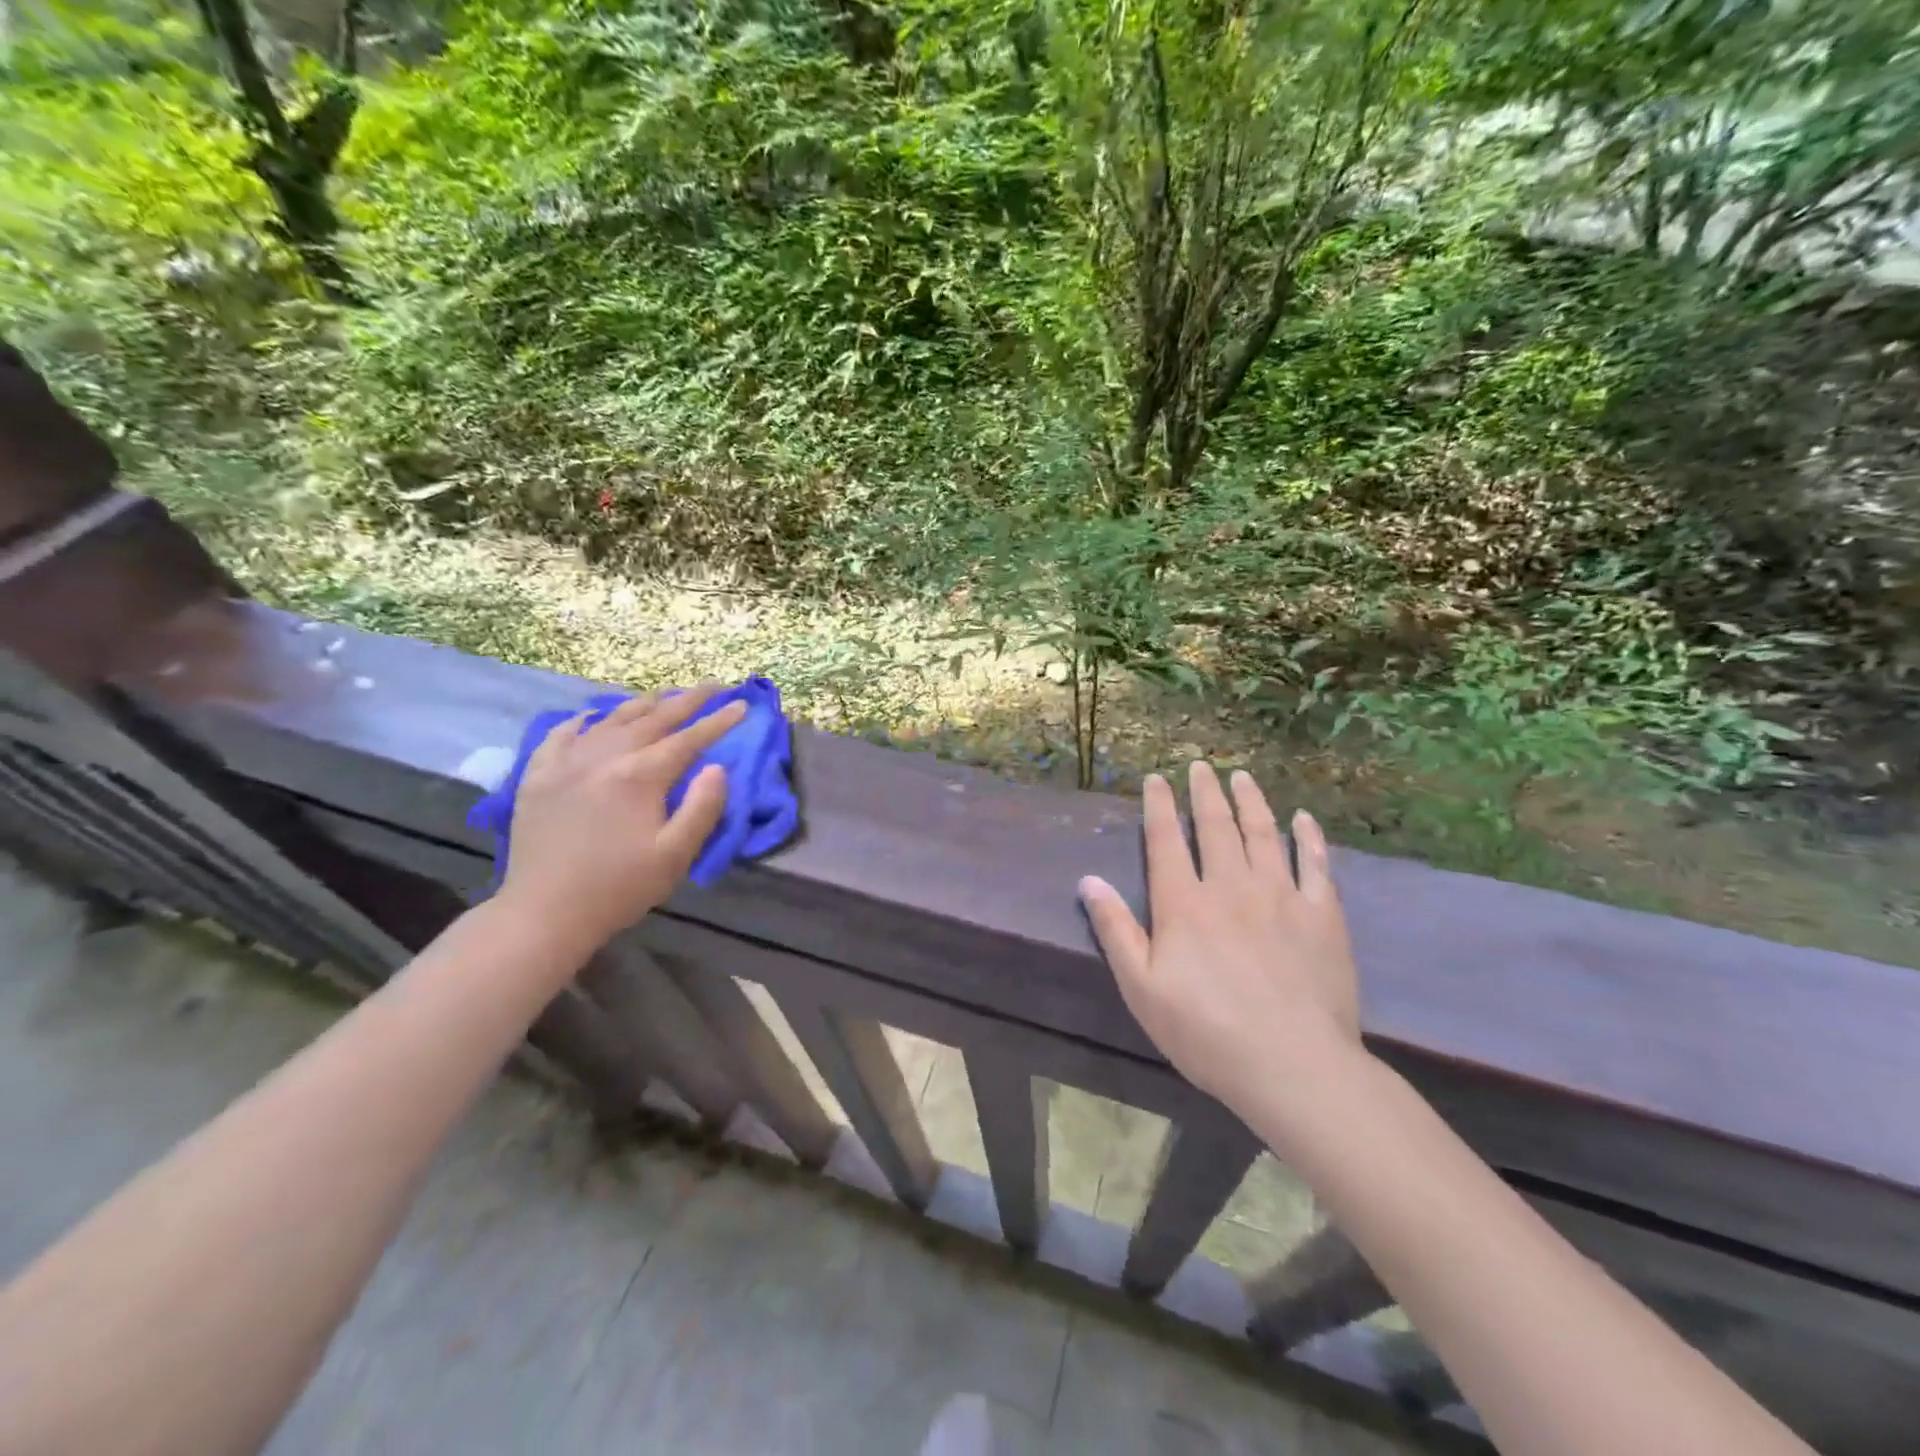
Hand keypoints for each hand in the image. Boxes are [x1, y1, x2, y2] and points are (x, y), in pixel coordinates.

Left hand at [499, 685, 746, 949]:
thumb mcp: (675, 855)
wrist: (543, 913)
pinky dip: (584, 720)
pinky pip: (562, 734)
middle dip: (688, 700)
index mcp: (639, 776)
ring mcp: (566, 763)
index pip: (688, 739)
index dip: (718, 721)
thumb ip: (702, 808)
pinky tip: (594, 717)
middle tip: (714, 686)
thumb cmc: (618, 888)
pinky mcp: (538, 776)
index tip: (742, 705)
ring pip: (611, 719)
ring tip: (665, 696)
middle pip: (652, 718)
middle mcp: (603, 757)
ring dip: (643, 704)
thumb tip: (718, 768)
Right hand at [1078, 763, 1363, 1123]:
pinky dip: (1309, 837)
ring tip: (1241, 776)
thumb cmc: (1206, 1032)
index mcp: (1184, 904)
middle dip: (1204, 792)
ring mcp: (1281, 896)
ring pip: (1263, 833)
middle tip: (1200, 766)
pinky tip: (1304, 818)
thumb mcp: (1141, 988)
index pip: (1166, 840)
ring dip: (1250, 801)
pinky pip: (1315, 864)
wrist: (1294, 1067)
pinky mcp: (1322, 915)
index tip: (1156, 778)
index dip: (1159, 805)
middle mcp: (1230, 886)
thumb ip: (1115, 929)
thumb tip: (1088, 880)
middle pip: (1215, 826)